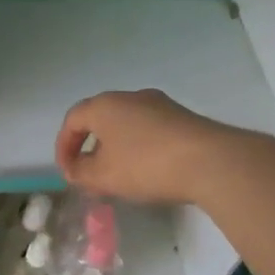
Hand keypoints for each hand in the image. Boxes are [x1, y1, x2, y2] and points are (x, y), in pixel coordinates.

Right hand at [55, 90, 235, 206]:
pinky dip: (139, 148)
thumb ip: (81, 173)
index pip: (73, 120)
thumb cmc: (146, 165)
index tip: (67, 172)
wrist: (210, 161)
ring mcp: (160, 105)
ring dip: (116, 149)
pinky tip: (147, 171)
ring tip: (118, 176)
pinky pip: (149, 131)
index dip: (64, 146)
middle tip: (89, 174)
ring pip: (126, 125)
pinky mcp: (182, 118)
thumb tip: (76, 169)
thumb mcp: (104, 176)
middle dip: (90, 147)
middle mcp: (130, 97)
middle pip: (100, 119)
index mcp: (104, 105)